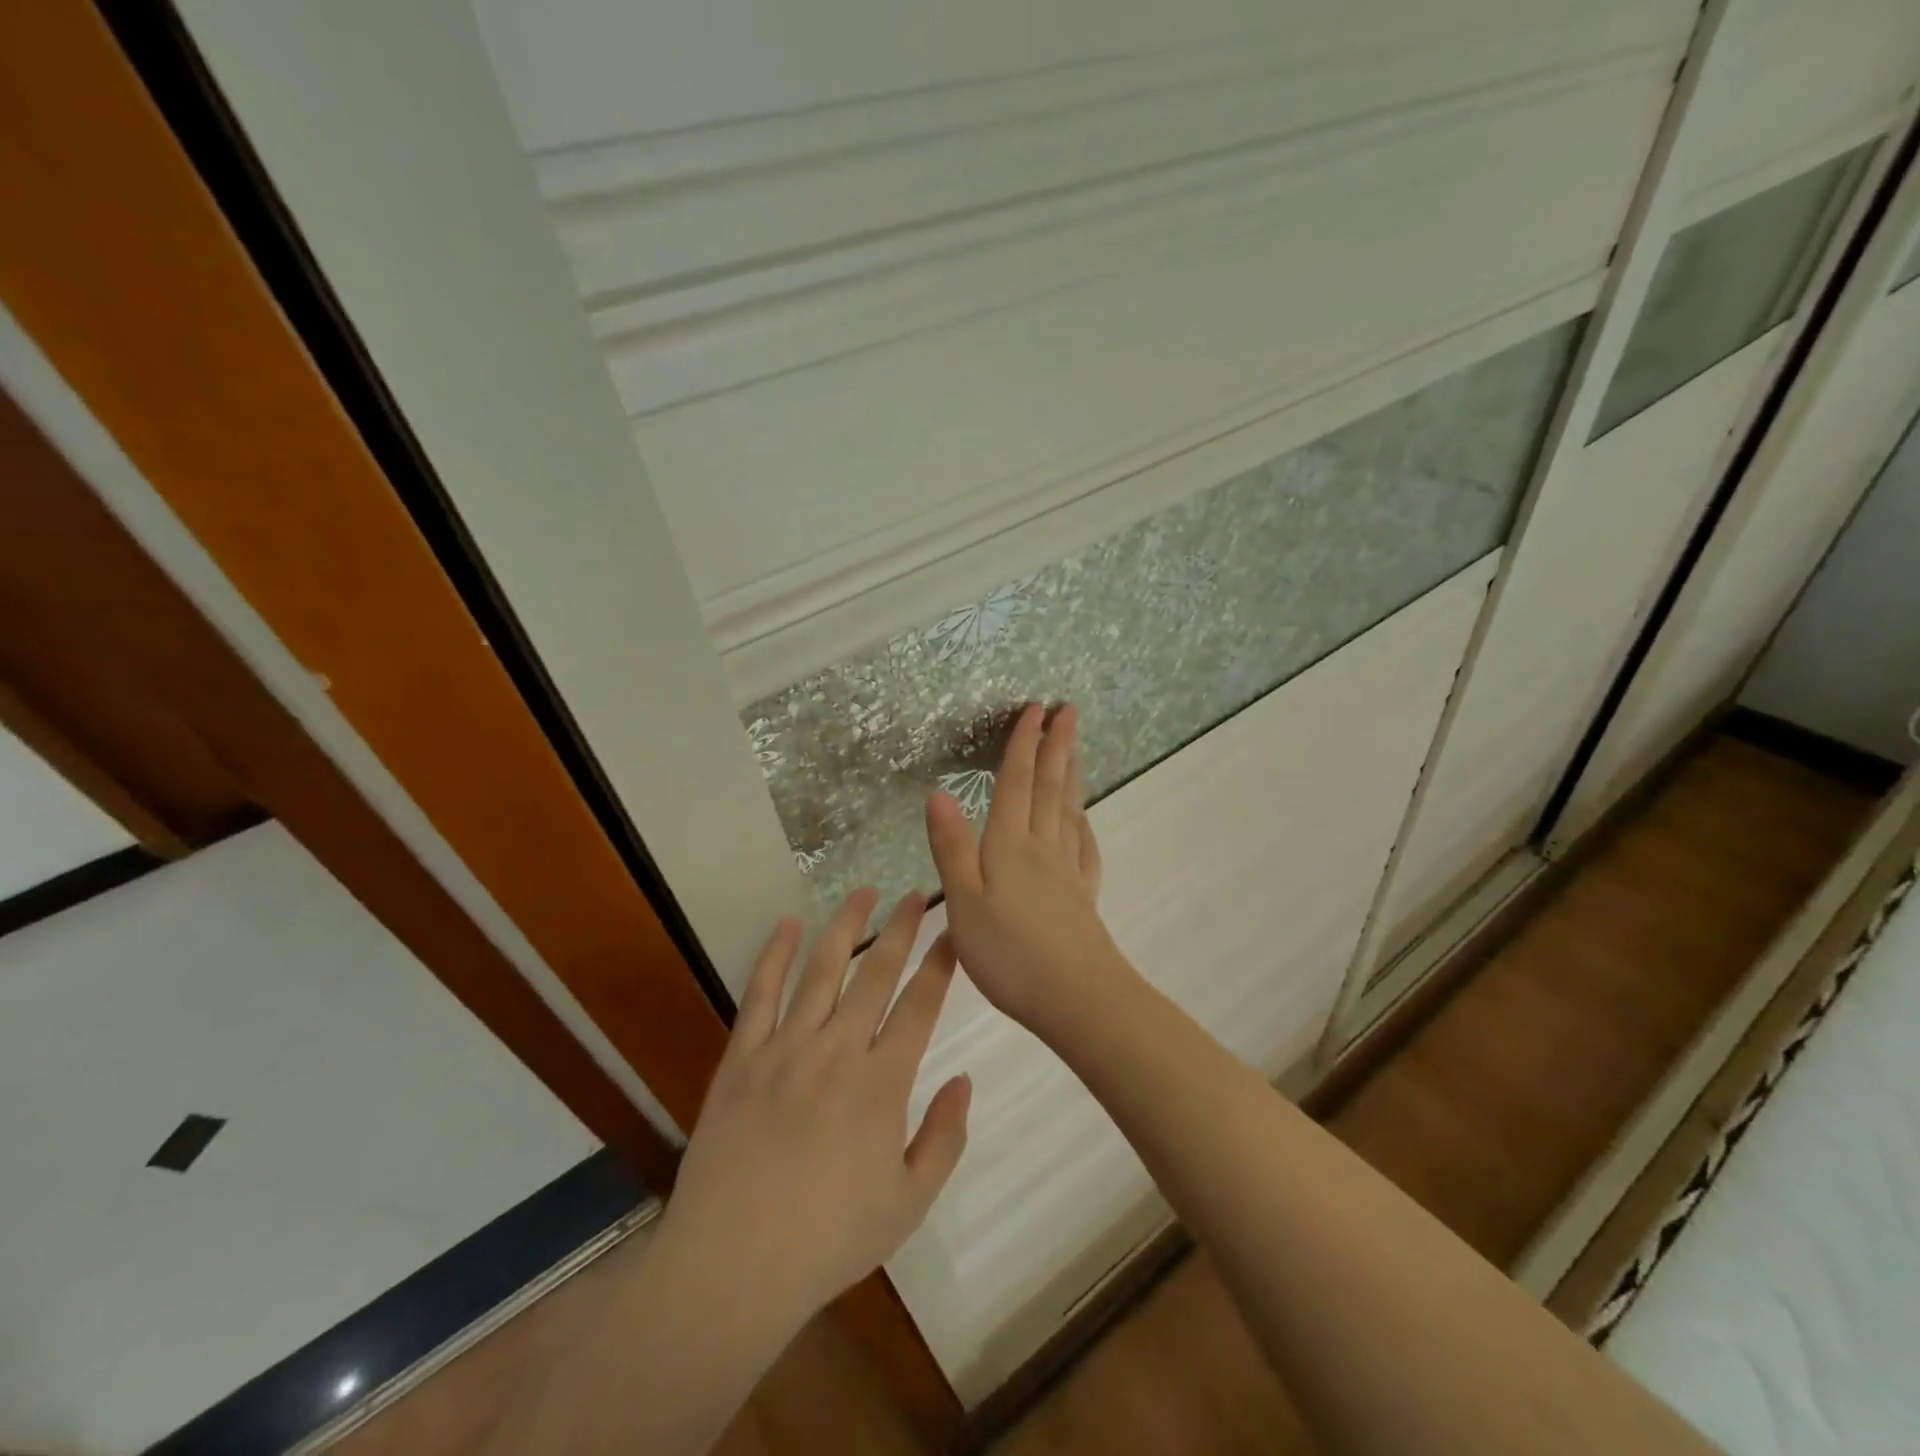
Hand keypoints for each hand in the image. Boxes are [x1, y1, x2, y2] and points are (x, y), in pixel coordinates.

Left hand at [658, 890, 971, 1330]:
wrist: (731, 1267)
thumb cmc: (827, 1240)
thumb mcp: (908, 1203)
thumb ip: (944, 1138)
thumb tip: (963, 1079)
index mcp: (882, 1083)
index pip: (921, 1005)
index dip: (940, 964)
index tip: (952, 934)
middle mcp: (838, 1050)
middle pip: (877, 974)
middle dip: (902, 929)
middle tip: (916, 893)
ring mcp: (786, 1048)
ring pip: (822, 969)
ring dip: (846, 926)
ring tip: (863, 892)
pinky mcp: (741, 1057)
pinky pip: (760, 993)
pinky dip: (774, 954)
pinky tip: (788, 925)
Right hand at [926, 703, 1134, 1040]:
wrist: (1077, 998)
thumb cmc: (1010, 953)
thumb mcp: (964, 901)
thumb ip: (952, 846)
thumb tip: (938, 791)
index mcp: (1010, 845)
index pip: (1017, 783)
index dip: (1023, 744)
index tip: (1036, 709)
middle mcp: (1043, 847)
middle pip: (1050, 787)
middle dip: (1056, 745)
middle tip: (1069, 710)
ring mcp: (1068, 870)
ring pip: (1069, 809)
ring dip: (1071, 774)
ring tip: (1075, 747)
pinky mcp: (1083, 895)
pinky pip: (1084, 846)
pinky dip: (1083, 823)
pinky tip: (1083, 819)